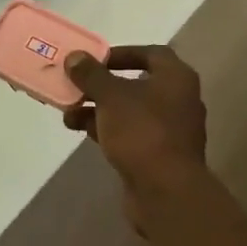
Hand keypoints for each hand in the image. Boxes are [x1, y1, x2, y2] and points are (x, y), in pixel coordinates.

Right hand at [64, 45, 209, 219]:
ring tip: (68, 113)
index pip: (151, 53)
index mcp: (176, 78)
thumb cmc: (142, 132)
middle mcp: (178, 100)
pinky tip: (81, 131)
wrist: (166, 192)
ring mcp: (170, 130)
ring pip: (129, 111)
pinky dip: (107, 129)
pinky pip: (130, 134)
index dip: (121, 53)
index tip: (94, 59)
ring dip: (99, 109)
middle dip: (102, 85)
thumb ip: (92, 75)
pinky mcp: (158, 155)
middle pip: (136, 84)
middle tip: (75, 85)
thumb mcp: (111, 97)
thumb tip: (75, 57)